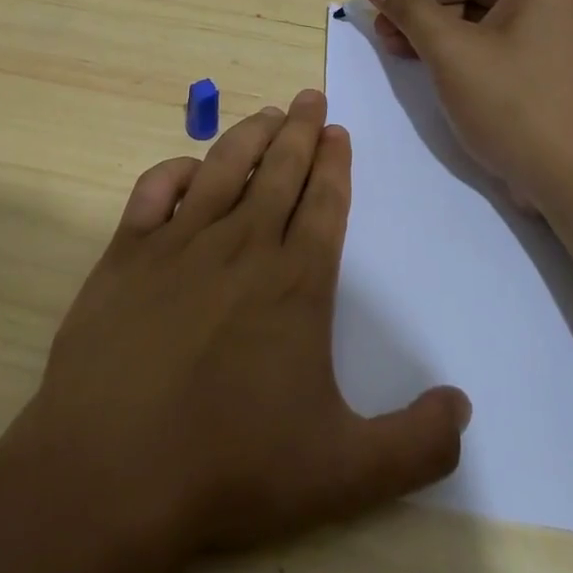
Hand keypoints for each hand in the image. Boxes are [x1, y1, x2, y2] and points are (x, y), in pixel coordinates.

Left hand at [3, 89, 470, 566]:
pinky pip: (154, 191)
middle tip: (311, 98)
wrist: (109, 471)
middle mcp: (241, 246)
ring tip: (268, 112)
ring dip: (250, 134)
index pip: (324, 203)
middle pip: (279, 171)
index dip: (334, 164)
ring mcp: (178, 244)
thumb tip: (463, 406)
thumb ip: (417, 443)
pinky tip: (190, 167)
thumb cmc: (229, 467)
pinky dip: (176, 169)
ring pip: (224, 167)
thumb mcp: (345, 473)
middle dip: (300, 130)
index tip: (339, 133)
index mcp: (295, 282)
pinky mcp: (126, 253)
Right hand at [363, 0, 572, 208]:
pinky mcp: (551, 70)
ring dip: (439, 26)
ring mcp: (558, 37)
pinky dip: (464, 48)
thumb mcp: (451, 52)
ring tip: (393, 46)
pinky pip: (501, 42)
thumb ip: (410, 8)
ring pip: (488, 14)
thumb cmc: (514, 104)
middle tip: (384, 20)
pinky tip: (425, 63)